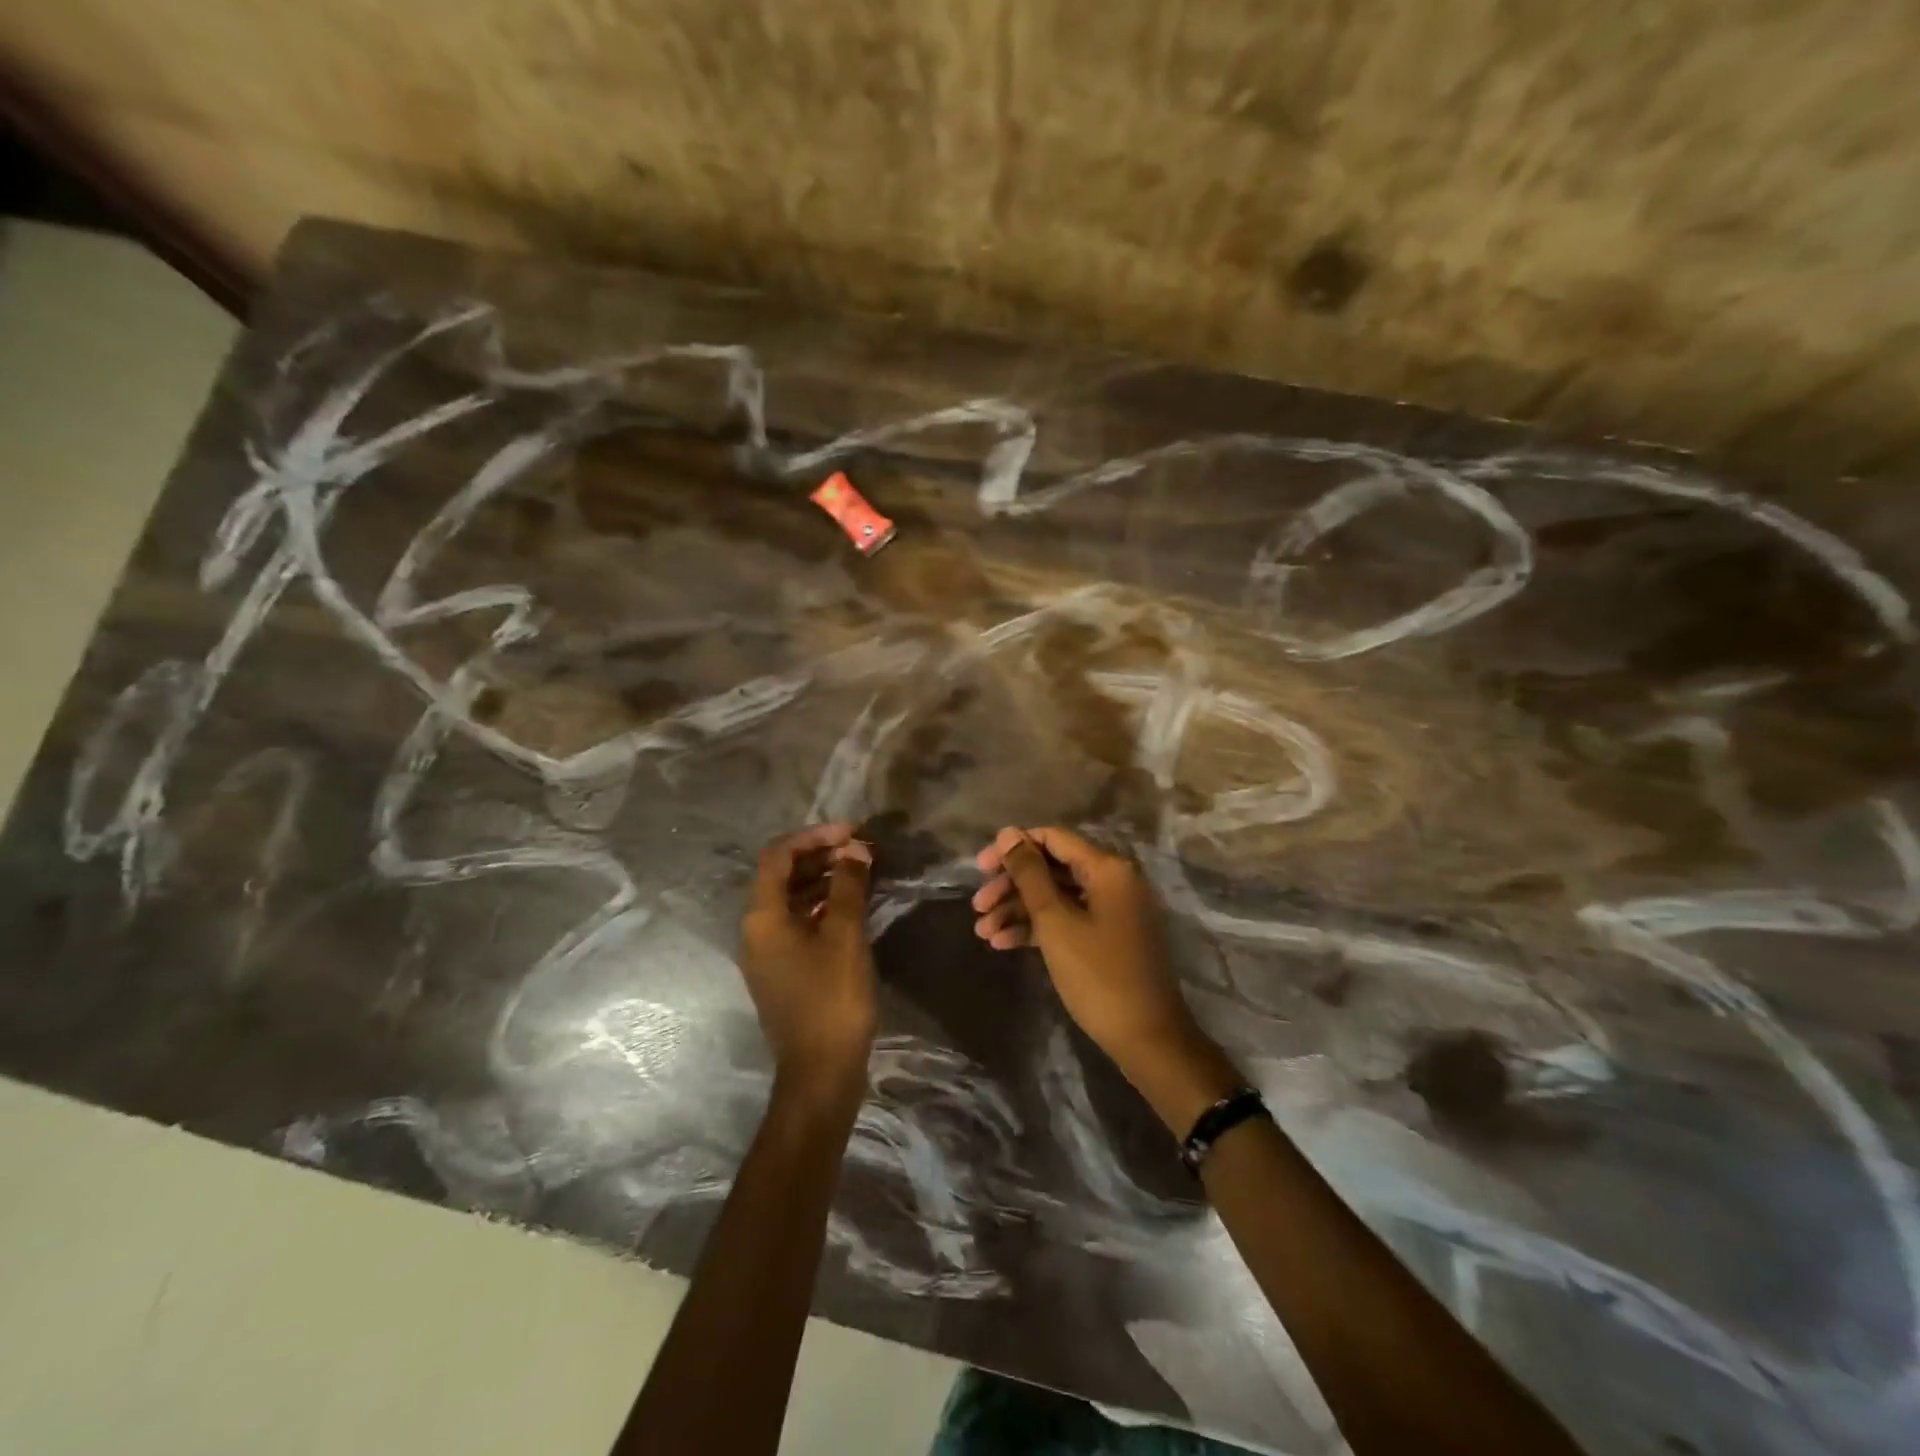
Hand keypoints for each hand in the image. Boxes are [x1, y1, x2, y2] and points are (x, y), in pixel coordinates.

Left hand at [739, 823, 876, 1097]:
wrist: (820, 1072)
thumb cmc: (832, 999)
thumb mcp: (844, 936)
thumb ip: (848, 886)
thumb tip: (854, 849)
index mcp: (762, 917)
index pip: (778, 855)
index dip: (814, 836)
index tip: (852, 832)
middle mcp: (756, 929)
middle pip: (782, 875)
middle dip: (820, 855)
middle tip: (860, 849)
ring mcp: (767, 952)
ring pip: (792, 899)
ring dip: (823, 879)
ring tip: (861, 870)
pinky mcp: (783, 969)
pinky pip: (798, 922)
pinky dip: (822, 905)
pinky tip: (851, 904)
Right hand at [971, 826, 1240, 1130]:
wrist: (1146, 1038)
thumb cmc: (1098, 975)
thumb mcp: (1056, 922)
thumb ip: (1029, 874)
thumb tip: (1008, 833)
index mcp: (1108, 868)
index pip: (1053, 838)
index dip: (1013, 848)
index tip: (980, 867)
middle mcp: (1113, 880)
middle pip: (1052, 868)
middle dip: (1012, 885)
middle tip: (977, 906)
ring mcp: (1112, 909)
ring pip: (1056, 896)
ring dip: (1018, 910)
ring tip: (982, 932)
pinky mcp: (1108, 935)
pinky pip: (1068, 919)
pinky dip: (1038, 928)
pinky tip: (1003, 944)